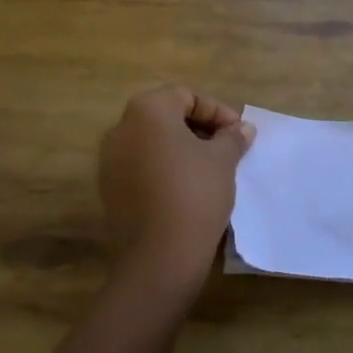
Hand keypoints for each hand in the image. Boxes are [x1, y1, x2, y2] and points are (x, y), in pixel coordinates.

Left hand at [97, 85, 254, 295]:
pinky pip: (140, 168)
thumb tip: (242, 128)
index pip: (185, 96)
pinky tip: (186, 190)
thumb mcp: (223, 161)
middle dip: (198, 129)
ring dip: (180, 150)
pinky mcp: (109, 190)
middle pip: (165, 117)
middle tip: (226, 149)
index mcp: (147, 111)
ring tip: (209, 170)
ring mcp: (110, 161)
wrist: (159, 256)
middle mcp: (121, 128)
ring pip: (152, 143)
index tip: (238, 134)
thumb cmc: (195, 194)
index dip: (217, 111)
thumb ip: (232, 138)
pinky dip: (163, 170)